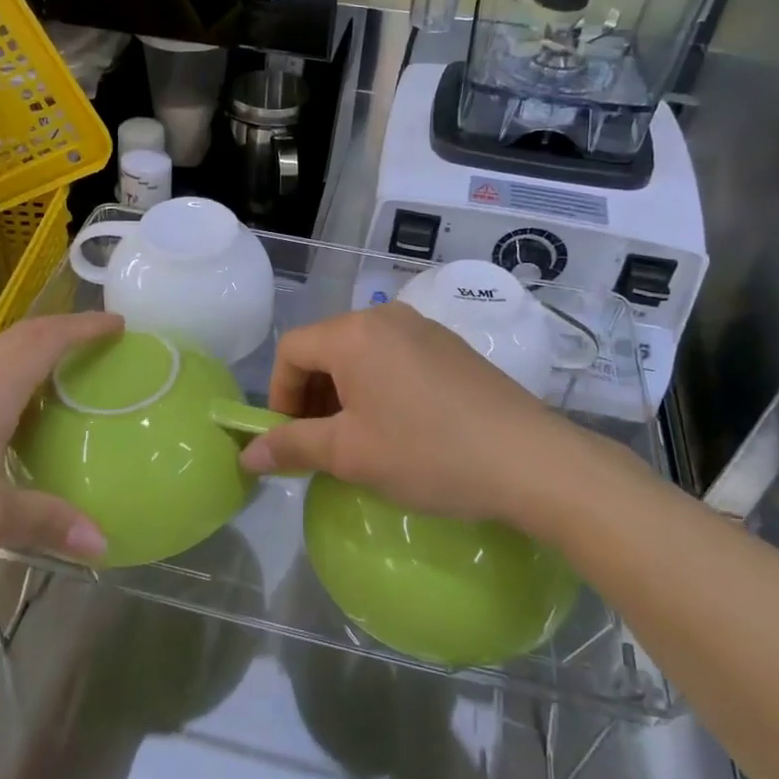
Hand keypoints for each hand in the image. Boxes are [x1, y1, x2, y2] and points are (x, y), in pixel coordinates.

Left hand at [0, 313, 120, 599]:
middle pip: (18, 342)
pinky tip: (4, 434)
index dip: (84, 327)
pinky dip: (5, 393)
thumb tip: (104, 541)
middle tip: (98, 348)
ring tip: (61, 388)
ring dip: (31, 363)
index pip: (45, 340)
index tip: (119, 323)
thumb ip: (46, 523)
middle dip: (62, 335)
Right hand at [239, 303, 621, 527]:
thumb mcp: (350, 455)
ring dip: (345, 394)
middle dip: (311, 396)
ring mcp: (424, 328)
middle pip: (325, 348)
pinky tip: (401, 429)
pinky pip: (396, 358)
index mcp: (353, 334)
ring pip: (361, 355)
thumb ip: (292, 447)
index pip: (291, 351)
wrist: (530, 460)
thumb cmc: (427, 454)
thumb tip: (247, 456)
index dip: (279, 396)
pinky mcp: (452, 346)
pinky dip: (379, 388)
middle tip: (322, 445)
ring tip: (360, 441)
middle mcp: (386, 317)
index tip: (291, 440)